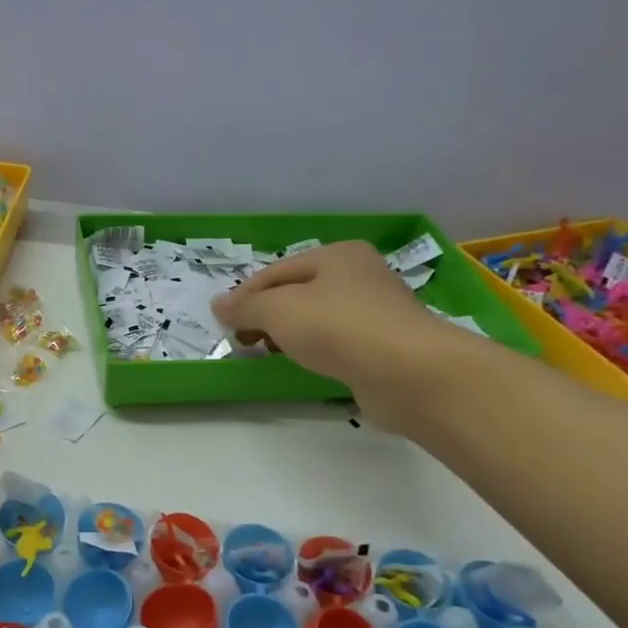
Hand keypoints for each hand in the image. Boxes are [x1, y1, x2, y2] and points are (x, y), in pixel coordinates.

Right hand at [211, 241, 465, 426]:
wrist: (409, 372)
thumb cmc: (338, 327)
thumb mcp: (279, 310)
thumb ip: (246, 306)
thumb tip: (218, 304)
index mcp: (337, 255)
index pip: (276, 271)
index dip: (244, 295)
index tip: (223, 323)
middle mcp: (360, 275)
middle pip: (297, 292)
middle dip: (266, 314)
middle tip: (243, 340)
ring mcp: (376, 310)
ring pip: (317, 317)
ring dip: (289, 333)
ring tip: (267, 353)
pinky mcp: (384, 345)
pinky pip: (337, 341)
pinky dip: (315, 349)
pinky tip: (305, 363)